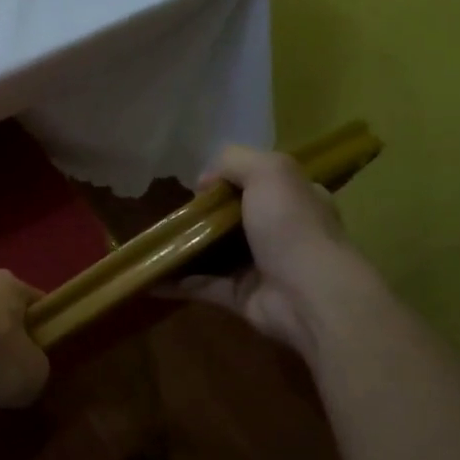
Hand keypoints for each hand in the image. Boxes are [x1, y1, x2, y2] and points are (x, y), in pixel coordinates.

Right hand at [170, 145, 359, 356]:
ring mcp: (261, 267)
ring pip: (217, 253)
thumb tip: (204, 181)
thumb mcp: (269, 171)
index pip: (262, 183)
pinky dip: (177, 283)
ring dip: (187, 249)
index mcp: (295, 200)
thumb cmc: (291, 226)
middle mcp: (281, 232)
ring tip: (153, 242)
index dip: (230, 180)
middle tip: (172, 214)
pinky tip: (151, 277)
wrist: (308, 295)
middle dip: (204, 216)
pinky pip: (203, 286)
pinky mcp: (242, 298)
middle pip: (235, 219)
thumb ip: (235, 161)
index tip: (199, 185)